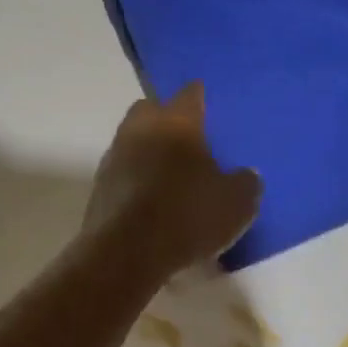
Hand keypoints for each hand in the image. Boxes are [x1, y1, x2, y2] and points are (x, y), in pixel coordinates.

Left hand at [83, 83, 261, 274]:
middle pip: (151, 109)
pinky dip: (136, 176)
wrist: (125, 252)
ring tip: (171, 171)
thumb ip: (246, 182)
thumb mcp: (236, 204)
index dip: (200, 96)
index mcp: (176, 122)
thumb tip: (246, 174)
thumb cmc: (186, 215)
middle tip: (189, 138)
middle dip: (167, 117)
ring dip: (149, 148)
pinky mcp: (100, 184)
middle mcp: (140, 128)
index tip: (209, 102)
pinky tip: (152, 195)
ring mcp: (115, 155)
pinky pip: (124, 169)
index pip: (190, 94)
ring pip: (134, 138)